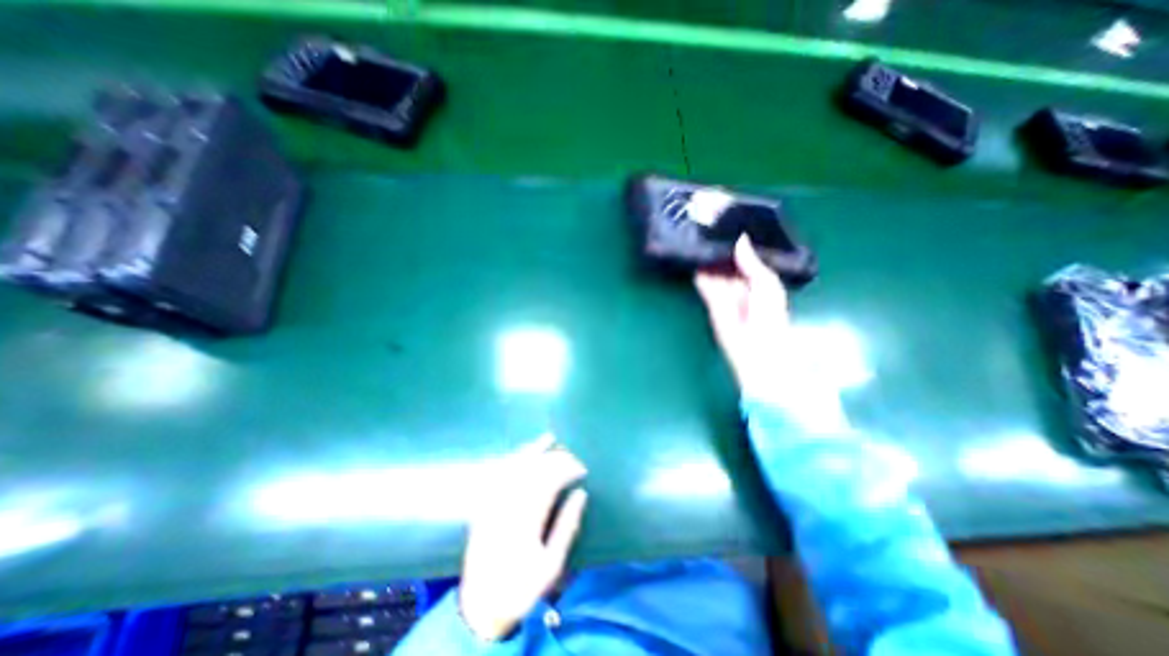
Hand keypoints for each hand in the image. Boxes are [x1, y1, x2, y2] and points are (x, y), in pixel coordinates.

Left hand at [457, 437, 583, 640]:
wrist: (483, 602)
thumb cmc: (523, 586)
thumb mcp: (552, 564)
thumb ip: (567, 526)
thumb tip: (581, 494)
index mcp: (528, 517)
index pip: (552, 480)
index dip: (569, 470)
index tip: (583, 470)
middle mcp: (510, 502)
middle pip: (536, 469)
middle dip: (557, 459)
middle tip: (573, 458)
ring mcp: (495, 499)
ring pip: (518, 465)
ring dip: (536, 450)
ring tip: (551, 439)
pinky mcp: (486, 501)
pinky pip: (500, 471)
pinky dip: (514, 457)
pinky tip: (524, 449)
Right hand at [692, 237, 794, 399]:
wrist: (756, 350)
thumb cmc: (770, 317)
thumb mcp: (766, 285)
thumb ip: (752, 263)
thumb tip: (740, 239)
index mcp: (760, 278)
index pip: (747, 256)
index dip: (738, 242)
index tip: (728, 223)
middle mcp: (741, 282)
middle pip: (729, 261)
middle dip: (720, 247)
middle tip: (709, 225)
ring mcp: (725, 292)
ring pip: (715, 270)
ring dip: (707, 257)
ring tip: (698, 236)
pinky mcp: (712, 301)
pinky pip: (704, 283)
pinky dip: (699, 272)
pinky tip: (693, 256)